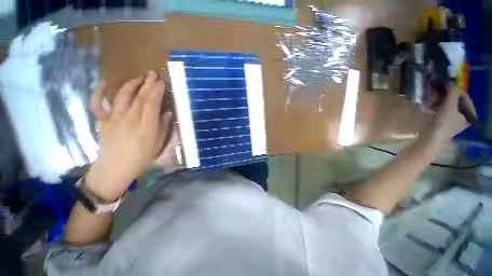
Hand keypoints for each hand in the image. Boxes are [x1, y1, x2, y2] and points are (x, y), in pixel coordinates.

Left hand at [86, 71, 172, 200]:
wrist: (114, 169)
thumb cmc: (141, 158)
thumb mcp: (158, 144)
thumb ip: (163, 126)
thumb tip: (167, 112)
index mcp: (146, 126)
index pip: (152, 103)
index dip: (157, 90)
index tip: (162, 81)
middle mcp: (129, 118)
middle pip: (139, 96)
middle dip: (147, 83)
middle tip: (153, 73)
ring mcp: (113, 118)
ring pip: (122, 96)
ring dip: (131, 84)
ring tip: (139, 78)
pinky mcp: (102, 121)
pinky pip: (98, 103)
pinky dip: (100, 91)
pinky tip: (106, 83)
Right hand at [425, 83, 474, 141]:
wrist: (430, 138)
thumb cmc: (443, 123)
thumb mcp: (449, 105)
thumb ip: (452, 92)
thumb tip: (449, 81)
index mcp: (470, 113)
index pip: (464, 96)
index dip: (454, 90)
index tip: (442, 86)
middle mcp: (464, 116)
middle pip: (455, 100)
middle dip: (444, 96)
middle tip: (435, 92)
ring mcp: (453, 119)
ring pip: (447, 104)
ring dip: (438, 100)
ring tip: (430, 99)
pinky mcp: (443, 121)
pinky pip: (441, 109)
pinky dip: (436, 105)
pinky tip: (429, 105)